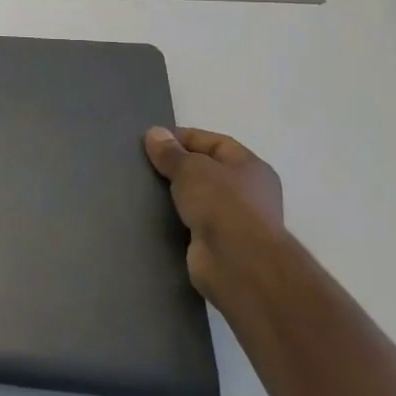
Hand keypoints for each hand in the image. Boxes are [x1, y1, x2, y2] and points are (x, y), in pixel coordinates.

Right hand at [144, 127, 286, 302]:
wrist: (237, 263)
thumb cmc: (222, 204)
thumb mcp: (190, 168)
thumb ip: (170, 152)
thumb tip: (155, 133)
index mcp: (251, 167)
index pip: (215, 143)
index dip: (184, 138)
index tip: (152, 142)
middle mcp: (248, 192)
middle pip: (207, 171)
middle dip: (177, 167)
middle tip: (145, 165)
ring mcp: (235, 220)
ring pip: (198, 198)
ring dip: (174, 195)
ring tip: (143, 189)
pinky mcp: (219, 244)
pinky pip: (192, 223)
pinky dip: (175, 218)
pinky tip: (152, 215)